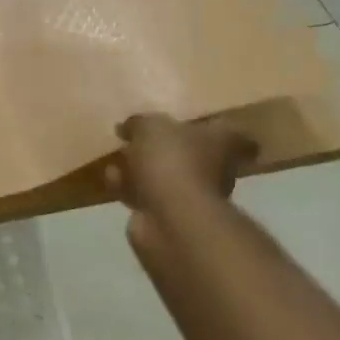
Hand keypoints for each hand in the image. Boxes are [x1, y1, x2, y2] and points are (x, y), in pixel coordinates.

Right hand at [105, 113, 256, 212]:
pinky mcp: (167, 216)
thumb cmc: (171, 161)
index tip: (190, 121)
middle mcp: (213, 170)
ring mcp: (191, 196)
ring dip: (139, 169)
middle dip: (162, 149)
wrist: (170, 218)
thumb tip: (128, 127)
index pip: (229, 133)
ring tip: (115, 158)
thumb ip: (138, 122)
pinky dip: (128, 187)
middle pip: (190, 155)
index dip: (211, 127)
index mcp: (219, 142)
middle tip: (135, 139)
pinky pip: (145, 196)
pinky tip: (111, 178)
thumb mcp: (149, 126)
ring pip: (163, 176)